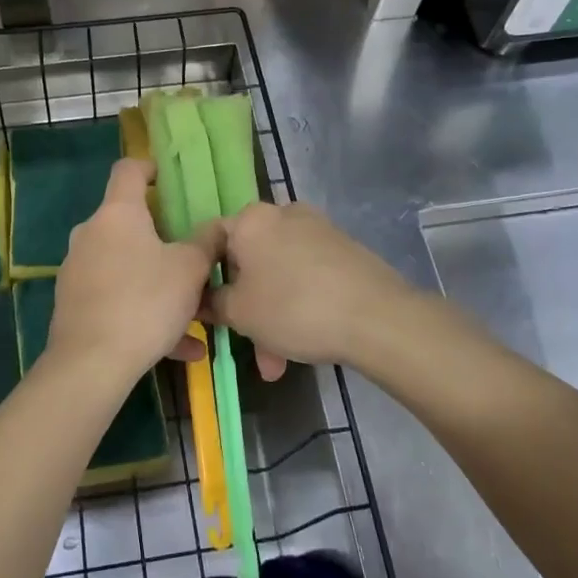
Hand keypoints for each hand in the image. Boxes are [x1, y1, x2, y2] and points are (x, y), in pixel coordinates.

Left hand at [47, 159, 222, 389]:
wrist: (90, 364)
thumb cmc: (145, 301)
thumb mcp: (190, 269)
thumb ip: (207, 242)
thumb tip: (219, 225)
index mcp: (117, 213)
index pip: (128, 169)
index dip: (151, 168)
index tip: (171, 182)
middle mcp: (91, 233)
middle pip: (129, 221)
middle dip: (162, 238)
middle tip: (192, 256)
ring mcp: (78, 269)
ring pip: (127, 266)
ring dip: (159, 283)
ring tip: (195, 316)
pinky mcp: (73, 303)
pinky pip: (117, 298)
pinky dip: (144, 312)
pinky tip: (179, 348)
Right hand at [204, 202, 417, 379]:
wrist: (377, 316)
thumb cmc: (294, 308)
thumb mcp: (240, 313)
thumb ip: (213, 303)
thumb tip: (203, 299)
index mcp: (250, 219)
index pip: (210, 240)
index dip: (201, 276)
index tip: (204, 309)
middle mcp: (282, 214)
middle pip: (248, 261)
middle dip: (245, 308)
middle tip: (247, 346)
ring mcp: (316, 229)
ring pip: (278, 274)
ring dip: (272, 315)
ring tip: (278, 363)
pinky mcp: (342, 248)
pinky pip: (305, 275)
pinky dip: (298, 304)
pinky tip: (304, 342)